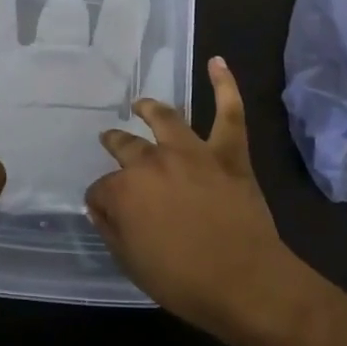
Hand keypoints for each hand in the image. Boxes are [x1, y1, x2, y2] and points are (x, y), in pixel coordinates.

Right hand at [86, 57, 300, 334]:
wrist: (246, 283)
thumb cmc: (184, 282)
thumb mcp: (132, 264)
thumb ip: (112, 230)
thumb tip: (100, 206)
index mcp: (125, 190)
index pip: (102, 188)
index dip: (102, 199)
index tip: (104, 208)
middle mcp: (153, 162)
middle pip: (126, 147)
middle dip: (115, 143)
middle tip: (111, 140)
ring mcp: (192, 152)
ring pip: (166, 119)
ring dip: (151, 109)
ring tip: (141, 104)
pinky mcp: (228, 153)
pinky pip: (229, 113)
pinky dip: (225, 86)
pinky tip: (217, 62)